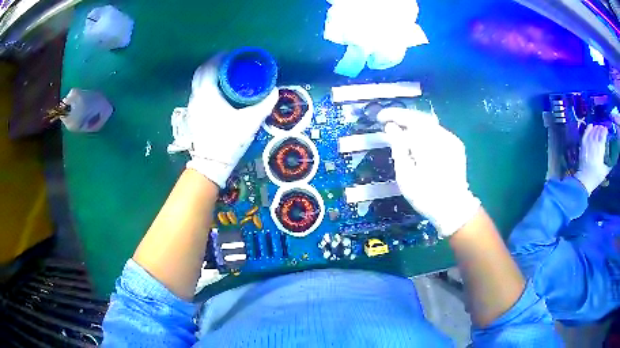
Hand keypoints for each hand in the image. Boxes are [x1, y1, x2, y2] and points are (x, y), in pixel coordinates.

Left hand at [185, 55, 278, 187]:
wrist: (210, 165)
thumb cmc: (228, 141)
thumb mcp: (249, 122)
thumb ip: (263, 105)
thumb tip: (275, 91)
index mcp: (207, 94)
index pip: (209, 67)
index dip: (219, 57)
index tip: (231, 53)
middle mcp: (196, 97)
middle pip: (200, 73)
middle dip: (213, 64)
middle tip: (228, 63)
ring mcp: (192, 107)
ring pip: (197, 83)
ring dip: (209, 75)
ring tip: (224, 75)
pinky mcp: (192, 116)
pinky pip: (198, 93)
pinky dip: (206, 86)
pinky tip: (218, 92)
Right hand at [378, 108, 480, 237]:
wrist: (453, 208)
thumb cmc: (425, 196)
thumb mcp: (405, 174)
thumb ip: (398, 146)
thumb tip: (391, 127)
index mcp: (428, 143)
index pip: (409, 118)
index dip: (393, 115)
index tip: (380, 117)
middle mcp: (442, 136)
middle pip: (420, 117)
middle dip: (403, 118)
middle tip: (388, 123)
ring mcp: (451, 140)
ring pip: (429, 124)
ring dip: (413, 125)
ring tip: (401, 133)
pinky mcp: (456, 145)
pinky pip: (437, 132)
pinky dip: (424, 133)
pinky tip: (418, 142)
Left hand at [574, 124, 611, 194]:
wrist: (584, 179)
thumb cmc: (596, 176)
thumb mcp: (605, 171)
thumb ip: (609, 165)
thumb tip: (612, 161)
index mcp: (600, 148)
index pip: (603, 135)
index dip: (605, 131)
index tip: (606, 130)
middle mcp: (594, 142)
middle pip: (598, 131)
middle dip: (601, 128)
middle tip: (603, 128)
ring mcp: (588, 142)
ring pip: (592, 131)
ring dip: (596, 127)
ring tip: (598, 127)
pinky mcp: (583, 144)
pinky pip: (586, 133)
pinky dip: (589, 128)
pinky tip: (591, 125)